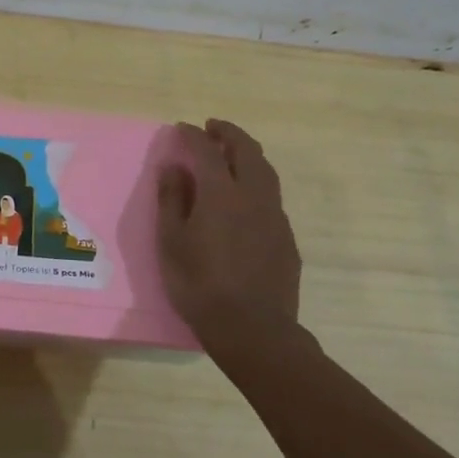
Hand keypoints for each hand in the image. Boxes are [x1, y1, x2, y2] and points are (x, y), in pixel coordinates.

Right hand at [157, 118, 305, 371]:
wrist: (253, 330)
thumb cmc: (200, 285)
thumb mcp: (171, 242)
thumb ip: (172, 199)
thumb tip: (174, 167)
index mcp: (221, 193)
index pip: (207, 150)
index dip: (193, 135)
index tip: (182, 128)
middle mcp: (253, 196)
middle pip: (247, 151)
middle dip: (229, 133)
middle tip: (213, 128)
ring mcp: (275, 217)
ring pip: (266, 172)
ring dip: (247, 155)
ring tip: (232, 155)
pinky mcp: (286, 238)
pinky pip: (271, 197)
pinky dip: (257, 183)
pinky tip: (245, 199)